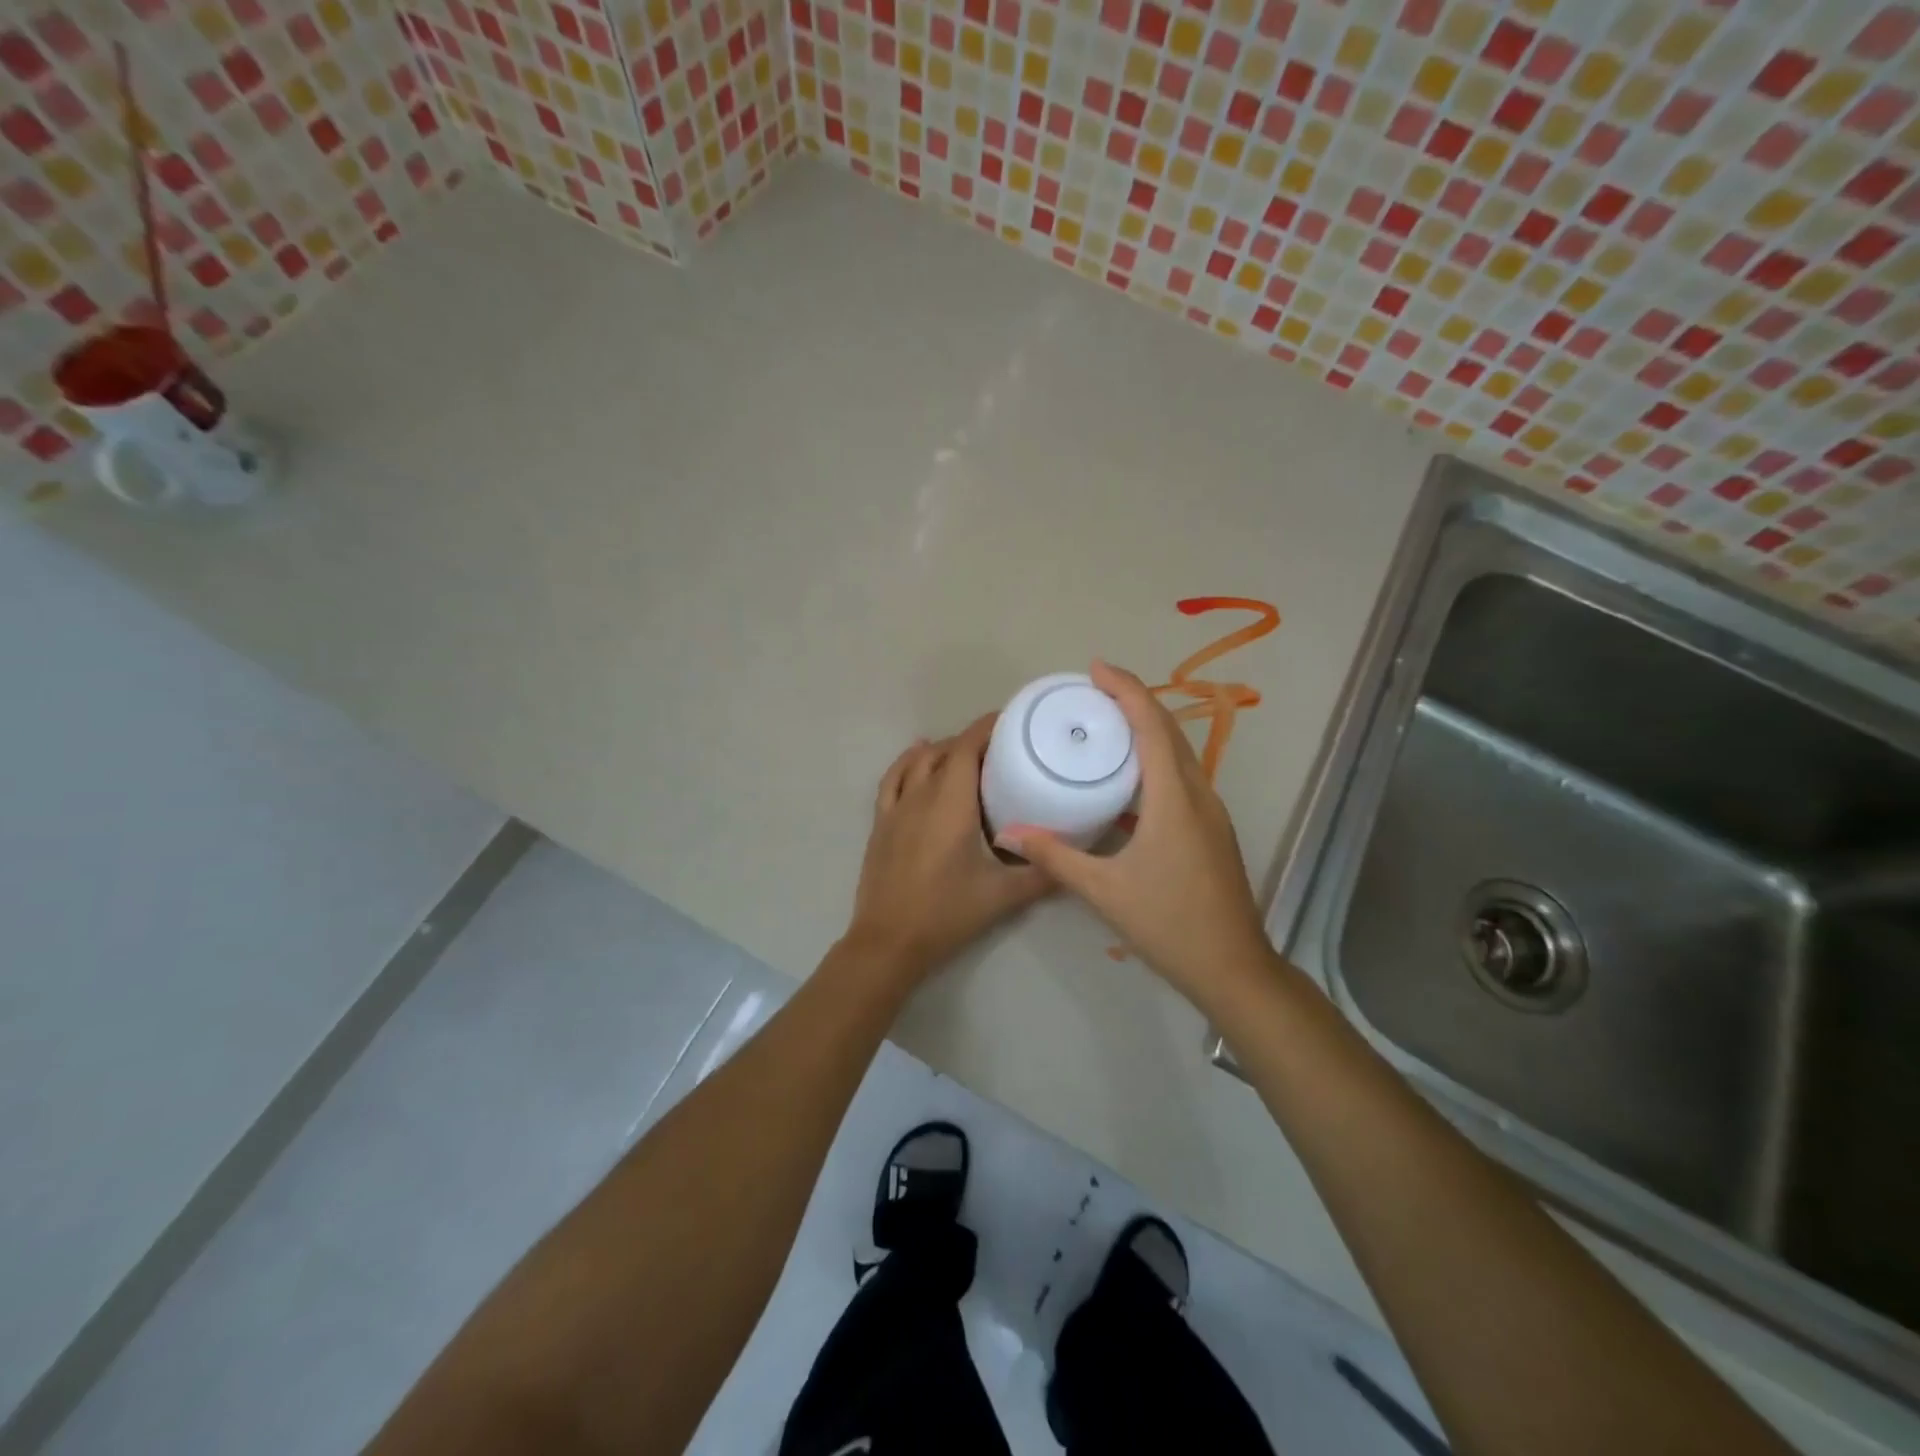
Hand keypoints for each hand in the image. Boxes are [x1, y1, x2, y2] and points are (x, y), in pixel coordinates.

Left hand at [844, 714, 1051, 982]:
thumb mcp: (1002, 896)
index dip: (987, 728)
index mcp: (951, 803)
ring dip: (942, 750)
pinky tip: (918, 759)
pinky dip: (907, 763)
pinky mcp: (881, 823)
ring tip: (967, 755)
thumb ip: (1042, 874)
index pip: (967, 747)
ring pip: (918, 761)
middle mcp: (921, 795)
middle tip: (1002, 751)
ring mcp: (896, 808)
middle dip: (973, 741)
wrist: (888, 942)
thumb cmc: (946, 914)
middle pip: (945, 751)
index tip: (1012, 722)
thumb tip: (1075, 859)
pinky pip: (892, 779)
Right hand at [994, 661, 1272, 1008]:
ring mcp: (1211, 812)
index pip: (1151, 725)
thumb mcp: (1104, 890)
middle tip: (1094, 690)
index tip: (1096, 668)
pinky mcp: (1211, 829)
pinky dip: (1156, 758)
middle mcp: (1198, 794)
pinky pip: (1183, 776)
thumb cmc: (1168, 923)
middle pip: (1169, 730)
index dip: (1126, 689)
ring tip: (1108, 723)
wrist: (1232, 967)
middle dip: (1135, 700)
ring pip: (1180, 752)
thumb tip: (1012, 832)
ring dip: (1148, 727)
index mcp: (1174, 798)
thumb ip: (1056, 856)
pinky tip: (1130, 776)